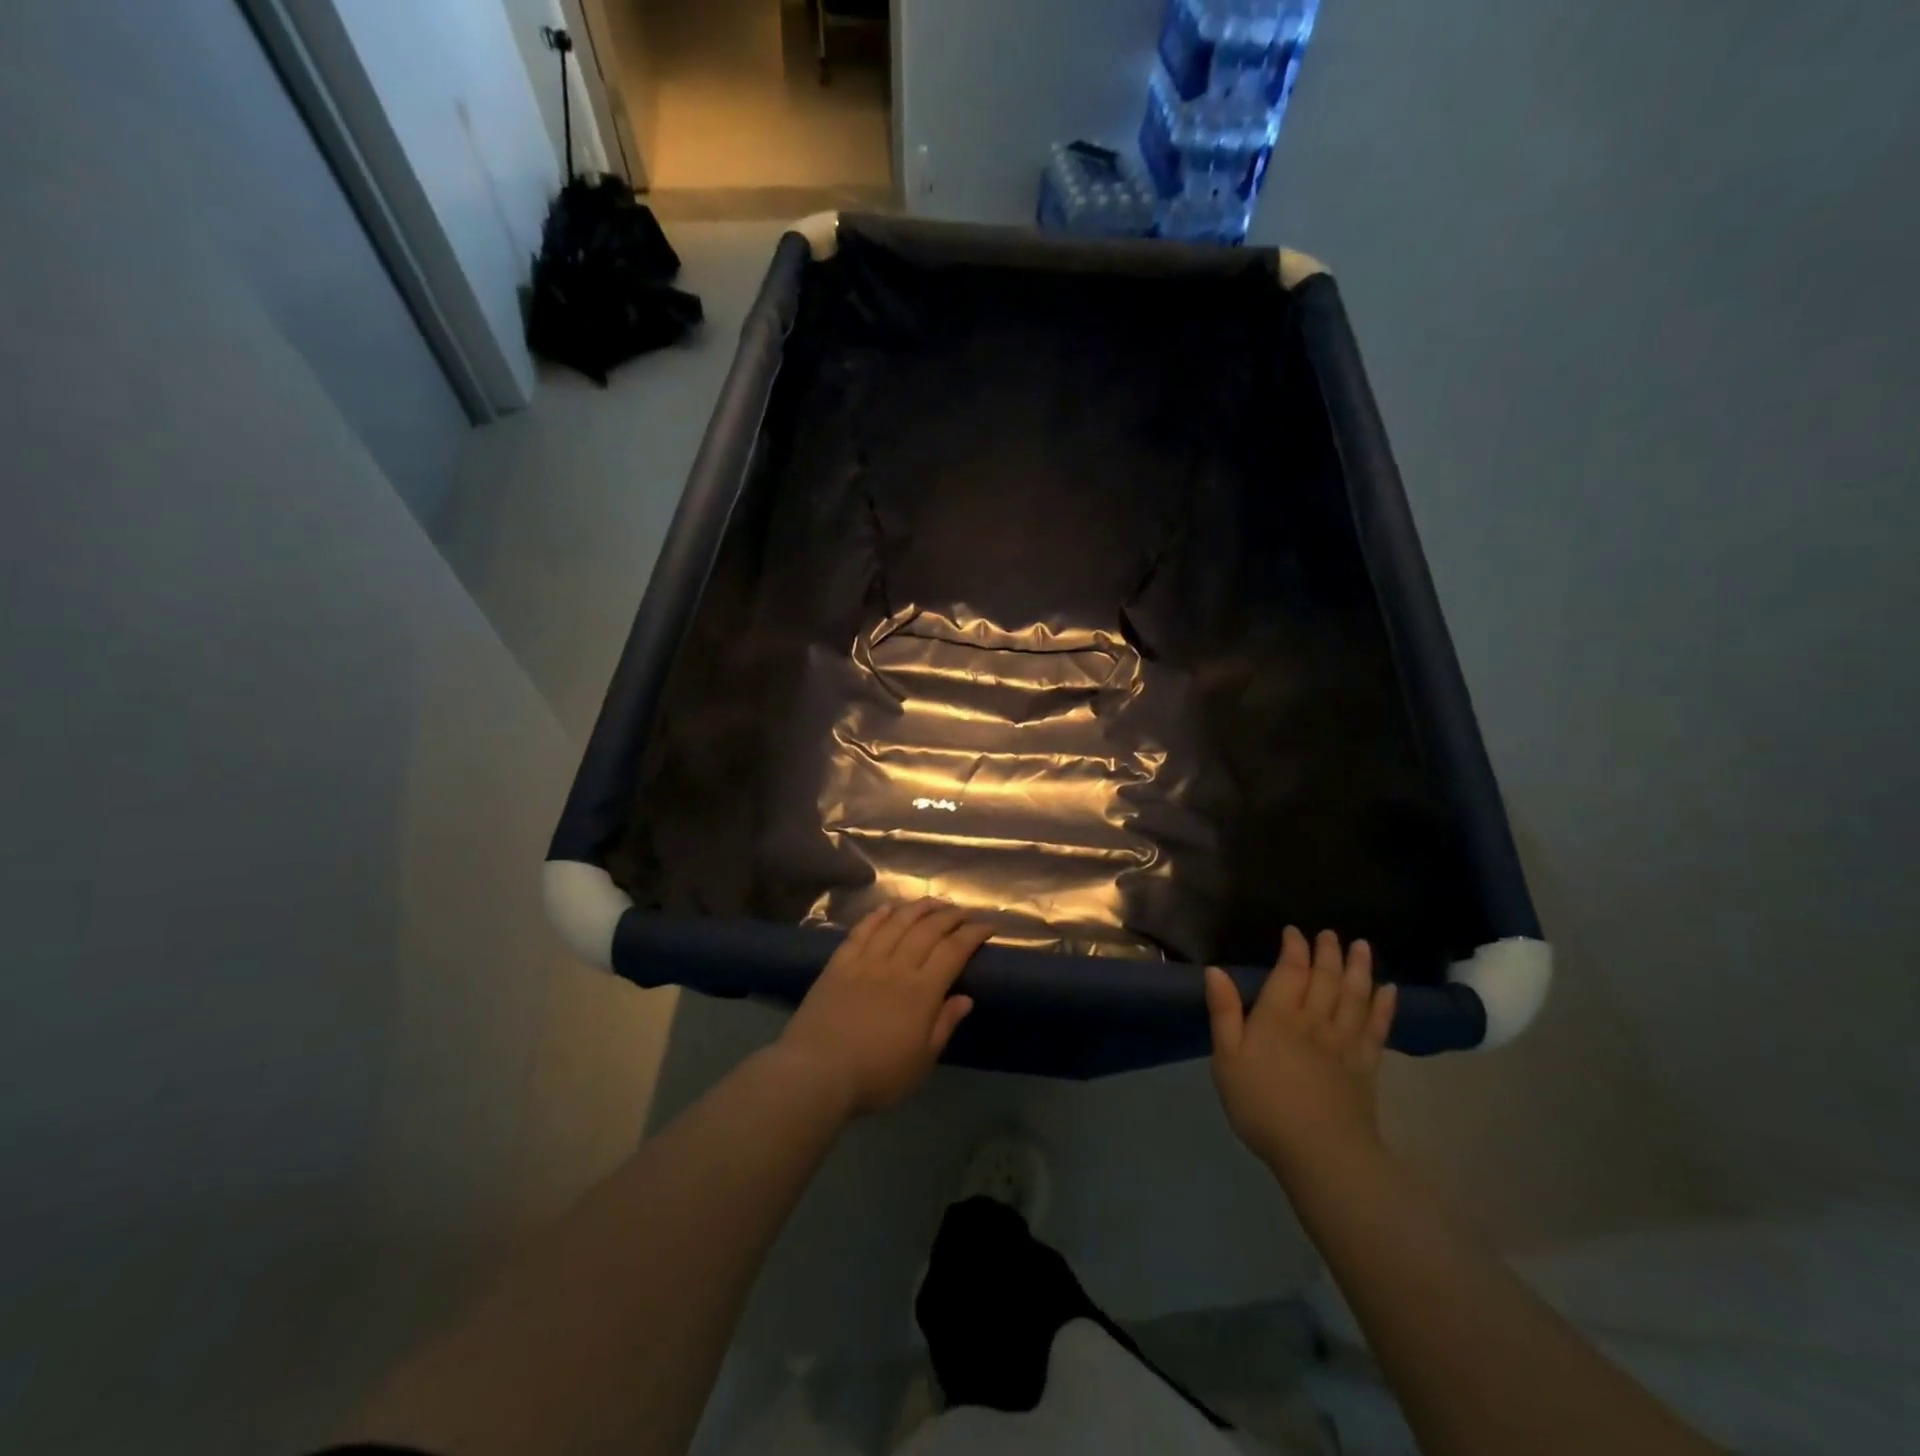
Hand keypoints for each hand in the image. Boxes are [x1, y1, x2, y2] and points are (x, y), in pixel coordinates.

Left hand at [776, 900, 988, 1116]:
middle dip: (949, 916)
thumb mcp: (921, 1062)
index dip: (972, 934)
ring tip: (932, 901)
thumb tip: (966, 998)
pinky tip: (887, 908)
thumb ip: (944, 1025)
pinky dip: (877, 916)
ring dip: (917, 908)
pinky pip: (862, 931)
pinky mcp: (839, 963)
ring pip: (896, 923)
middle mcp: (897, 966)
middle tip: (962, 911)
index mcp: (922, 991)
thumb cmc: (876, 1075)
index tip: (987, 926)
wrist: (817, 1072)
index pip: (954, 951)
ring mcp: (866, 961)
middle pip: (927, 930)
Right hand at [1205, 927, 1396, 1172]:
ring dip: (1359, 969)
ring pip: (1355, 997)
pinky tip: (1390, 991)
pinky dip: (1384, 1007)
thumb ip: (1224, 1014)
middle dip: (1327, 953)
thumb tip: (1216, 971)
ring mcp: (1344, 1043)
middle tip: (1330, 934)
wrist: (1320, 1154)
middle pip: (1326, 978)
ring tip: (1362, 947)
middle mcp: (1315, 1021)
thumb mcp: (1227, 1060)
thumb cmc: (1263, 1106)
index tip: (1294, 931)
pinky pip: (1377, 1029)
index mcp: (1278, 1017)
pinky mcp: (1365, 1067)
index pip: (1290, 971)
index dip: (1294, 948)